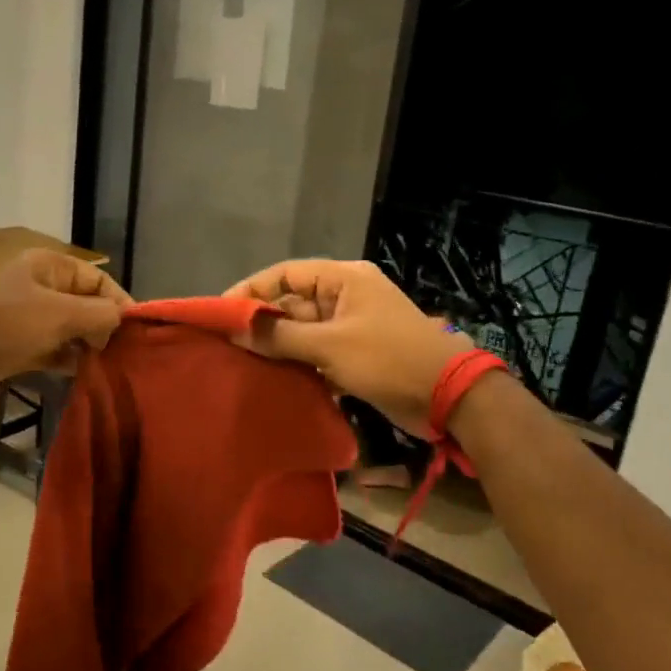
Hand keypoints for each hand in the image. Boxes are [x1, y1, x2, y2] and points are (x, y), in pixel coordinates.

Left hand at [0, 248, 130, 395]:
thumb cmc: (4, 325)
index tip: (137, 332)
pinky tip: (86, 374)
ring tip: (111, 367)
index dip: (119, 302)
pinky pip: (54, 349)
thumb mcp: (59, 315)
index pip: (98, 279)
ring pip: (70, 329)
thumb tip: (123, 318)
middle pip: (86, 304)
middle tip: (124, 354)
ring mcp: (29, 318)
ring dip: (88, 346)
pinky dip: (69, 359)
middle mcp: (42, 287)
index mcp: (50, 267)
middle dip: (105, 327)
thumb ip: (98, 315)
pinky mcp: (19, 345)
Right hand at [225, 259, 470, 435]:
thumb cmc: (389, 359)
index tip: (221, 314)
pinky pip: (315, 352)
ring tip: (241, 364)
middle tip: (226, 344)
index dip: (250, 290)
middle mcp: (344, 296)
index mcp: (343, 279)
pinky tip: (272, 380)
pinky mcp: (354, 354)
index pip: (284, 274)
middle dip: (261, 322)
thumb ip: (280, 337)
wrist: (449, 397)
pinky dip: (296, 363)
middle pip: (291, 302)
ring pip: (301, 330)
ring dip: (276, 347)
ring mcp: (350, 326)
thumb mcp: (330, 345)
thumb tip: (234, 330)